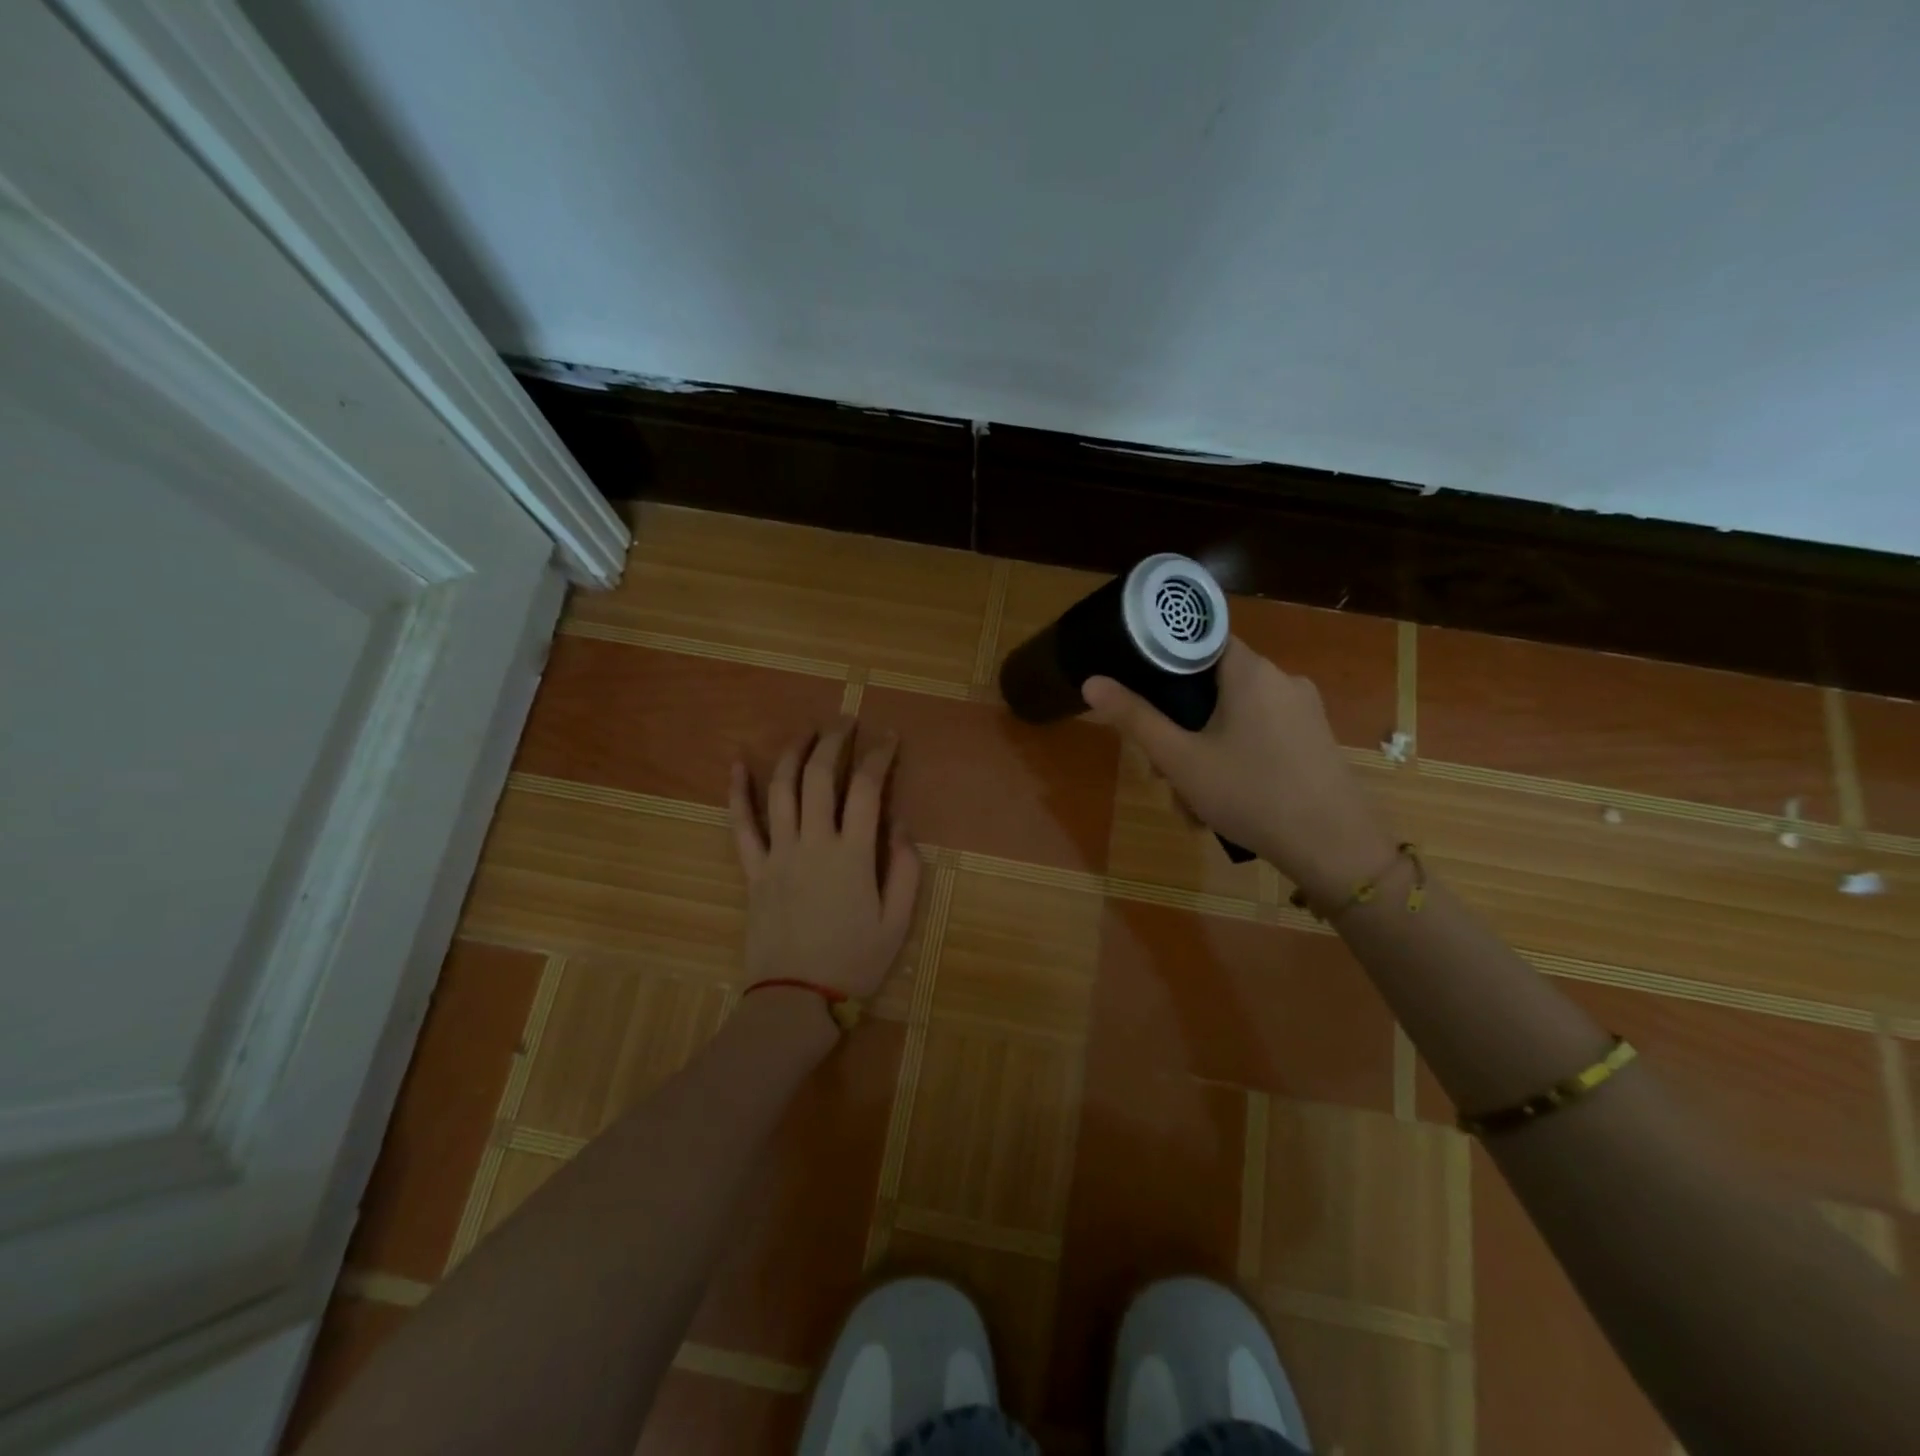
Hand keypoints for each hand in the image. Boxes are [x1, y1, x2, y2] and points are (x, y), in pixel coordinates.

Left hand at [728, 720, 921, 999]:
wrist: (795, 1000)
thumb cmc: (854, 962)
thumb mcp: (898, 921)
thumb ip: (906, 868)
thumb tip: (900, 823)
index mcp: (853, 855)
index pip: (866, 788)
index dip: (879, 756)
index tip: (888, 738)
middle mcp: (813, 843)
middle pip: (819, 776)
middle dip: (833, 741)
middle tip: (845, 723)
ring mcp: (778, 854)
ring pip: (780, 790)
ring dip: (792, 754)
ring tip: (805, 732)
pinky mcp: (753, 871)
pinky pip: (741, 825)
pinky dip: (737, 792)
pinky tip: (736, 765)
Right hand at [1082, 639, 1395, 902]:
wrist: (1333, 848)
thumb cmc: (1250, 794)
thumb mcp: (1180, 759)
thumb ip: (1135, 718)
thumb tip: (1092, 682)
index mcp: (1251, 671)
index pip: (1200, 640)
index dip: (1166, 662)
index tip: (1143, 694)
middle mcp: (1282, 679)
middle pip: (1215, 684)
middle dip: (1182, 724)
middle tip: (1163, 769)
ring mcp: (1304, 710)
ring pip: (1236, 715)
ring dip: (1205, 749)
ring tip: (1191, 799)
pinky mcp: (1315, 739)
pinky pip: (1261, 734)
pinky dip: (1236, 757)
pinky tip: (1225, 800)